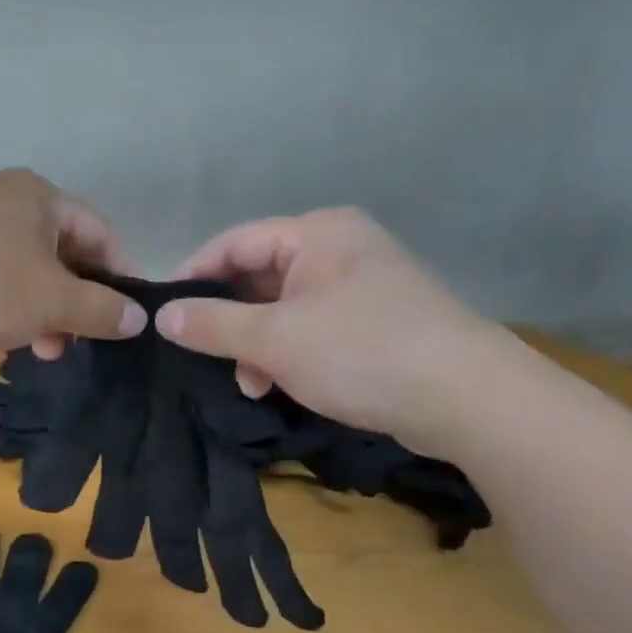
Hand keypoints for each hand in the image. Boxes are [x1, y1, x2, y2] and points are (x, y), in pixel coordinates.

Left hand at [0, 170, 145, 357]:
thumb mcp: (53, 300)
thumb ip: (101, 309)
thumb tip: (139, 319)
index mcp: (37, 195)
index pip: (98, 231)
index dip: (120, 273)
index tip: (129, 316)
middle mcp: (4, 201)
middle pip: (62, 252)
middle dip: (77, 301)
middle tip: (83, 342)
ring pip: (26, 271)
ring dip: (45, 312)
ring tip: (46, 351)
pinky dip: (11, 308)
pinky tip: (9, 340)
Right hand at [154, 208, 510, 448]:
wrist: (468, 399)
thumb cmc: (361, 352)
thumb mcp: (274, 340)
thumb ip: (212, 325)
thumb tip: (163, 316)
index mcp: (317, 233)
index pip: (235, 242)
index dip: (195, 275)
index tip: (166, 312)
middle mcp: (340, 248)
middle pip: (260, 276)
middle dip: (231, 321)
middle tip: (207, 356)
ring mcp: (362, 285)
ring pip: (284, 308)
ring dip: (258, 345)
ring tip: (250, 384)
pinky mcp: (377, 320)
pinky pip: (313, 327)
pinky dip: (290, 353)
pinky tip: (281, 386)